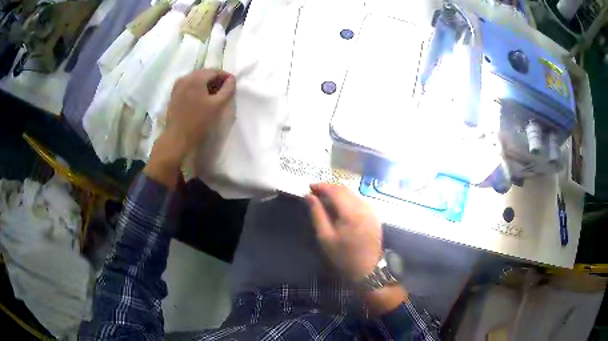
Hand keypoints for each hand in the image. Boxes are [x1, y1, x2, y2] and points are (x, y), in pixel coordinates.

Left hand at [145, 69, 235, 187]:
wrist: (176, 138)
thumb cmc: (198, 122)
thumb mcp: (218, 106)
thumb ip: (228, 90)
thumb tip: (232, 79)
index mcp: (196, 78)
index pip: (215, 71)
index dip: (226, 76)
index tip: (233, 84)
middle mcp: (185, 77)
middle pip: (204, 73)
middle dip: (215, 79)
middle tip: (224, 90)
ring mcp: (177, 85)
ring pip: (196, 79)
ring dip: (206, 84)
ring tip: (214, 95)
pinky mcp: (174, 94)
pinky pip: (189, 85)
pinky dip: (197, 88)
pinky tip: (201, 99)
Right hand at [305, 183, 382, 280]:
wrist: (367, 269)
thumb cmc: (343, 256)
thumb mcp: (325, 237)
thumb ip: (317, 214)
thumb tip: (309, 196)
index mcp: (351, 213)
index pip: (335, 191)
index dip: (321, 186)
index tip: (309, 187)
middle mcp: (363, 207)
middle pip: (344, 189)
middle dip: (329, 188)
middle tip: (315, 193)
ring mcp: (371, 210)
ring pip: (352, 193)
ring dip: (338, 193)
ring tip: (325, 199)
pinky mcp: (374, 215)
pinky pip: (359, 200)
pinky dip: (347, 199)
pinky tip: (340, 206)